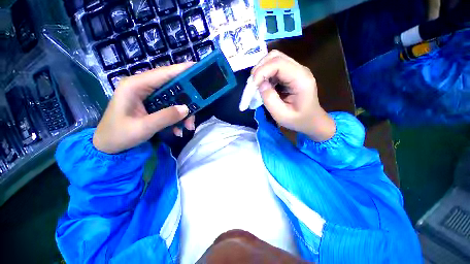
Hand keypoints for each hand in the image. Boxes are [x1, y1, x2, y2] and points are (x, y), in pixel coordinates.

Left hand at [93, 63, 195, 153]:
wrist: (108, 146)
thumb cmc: (119, 135)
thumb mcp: (143, 127)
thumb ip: (166, 117)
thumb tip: (186, 109)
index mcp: (135, 86)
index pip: (163, 73)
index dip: (182, 70)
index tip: (199, 69)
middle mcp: (143, 87)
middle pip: (172, 87)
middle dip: (187, 101)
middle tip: (196, 112)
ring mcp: (148, 96)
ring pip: (174, 99)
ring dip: (184, 113)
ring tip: (188, 127)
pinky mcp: (152, 104)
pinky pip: (170, 107)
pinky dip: (177, 118)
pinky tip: (178, 130)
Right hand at [251, 50, 335, 140]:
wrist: (311, 120)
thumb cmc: (298, 120)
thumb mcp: (281, 115)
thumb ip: (269, 99)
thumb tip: (259, 84)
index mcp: (301, 79)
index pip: (278, 63)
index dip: (261, 72)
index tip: (252, 86)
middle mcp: (300, 69)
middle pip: (276, 56)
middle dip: (260, 69)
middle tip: (252, 84)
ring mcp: (296, 70)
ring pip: (274, 59)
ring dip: (261, 70)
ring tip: (256, 85)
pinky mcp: (291, 73)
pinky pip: (274, 67)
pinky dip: (265, 74)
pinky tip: (263, 85)